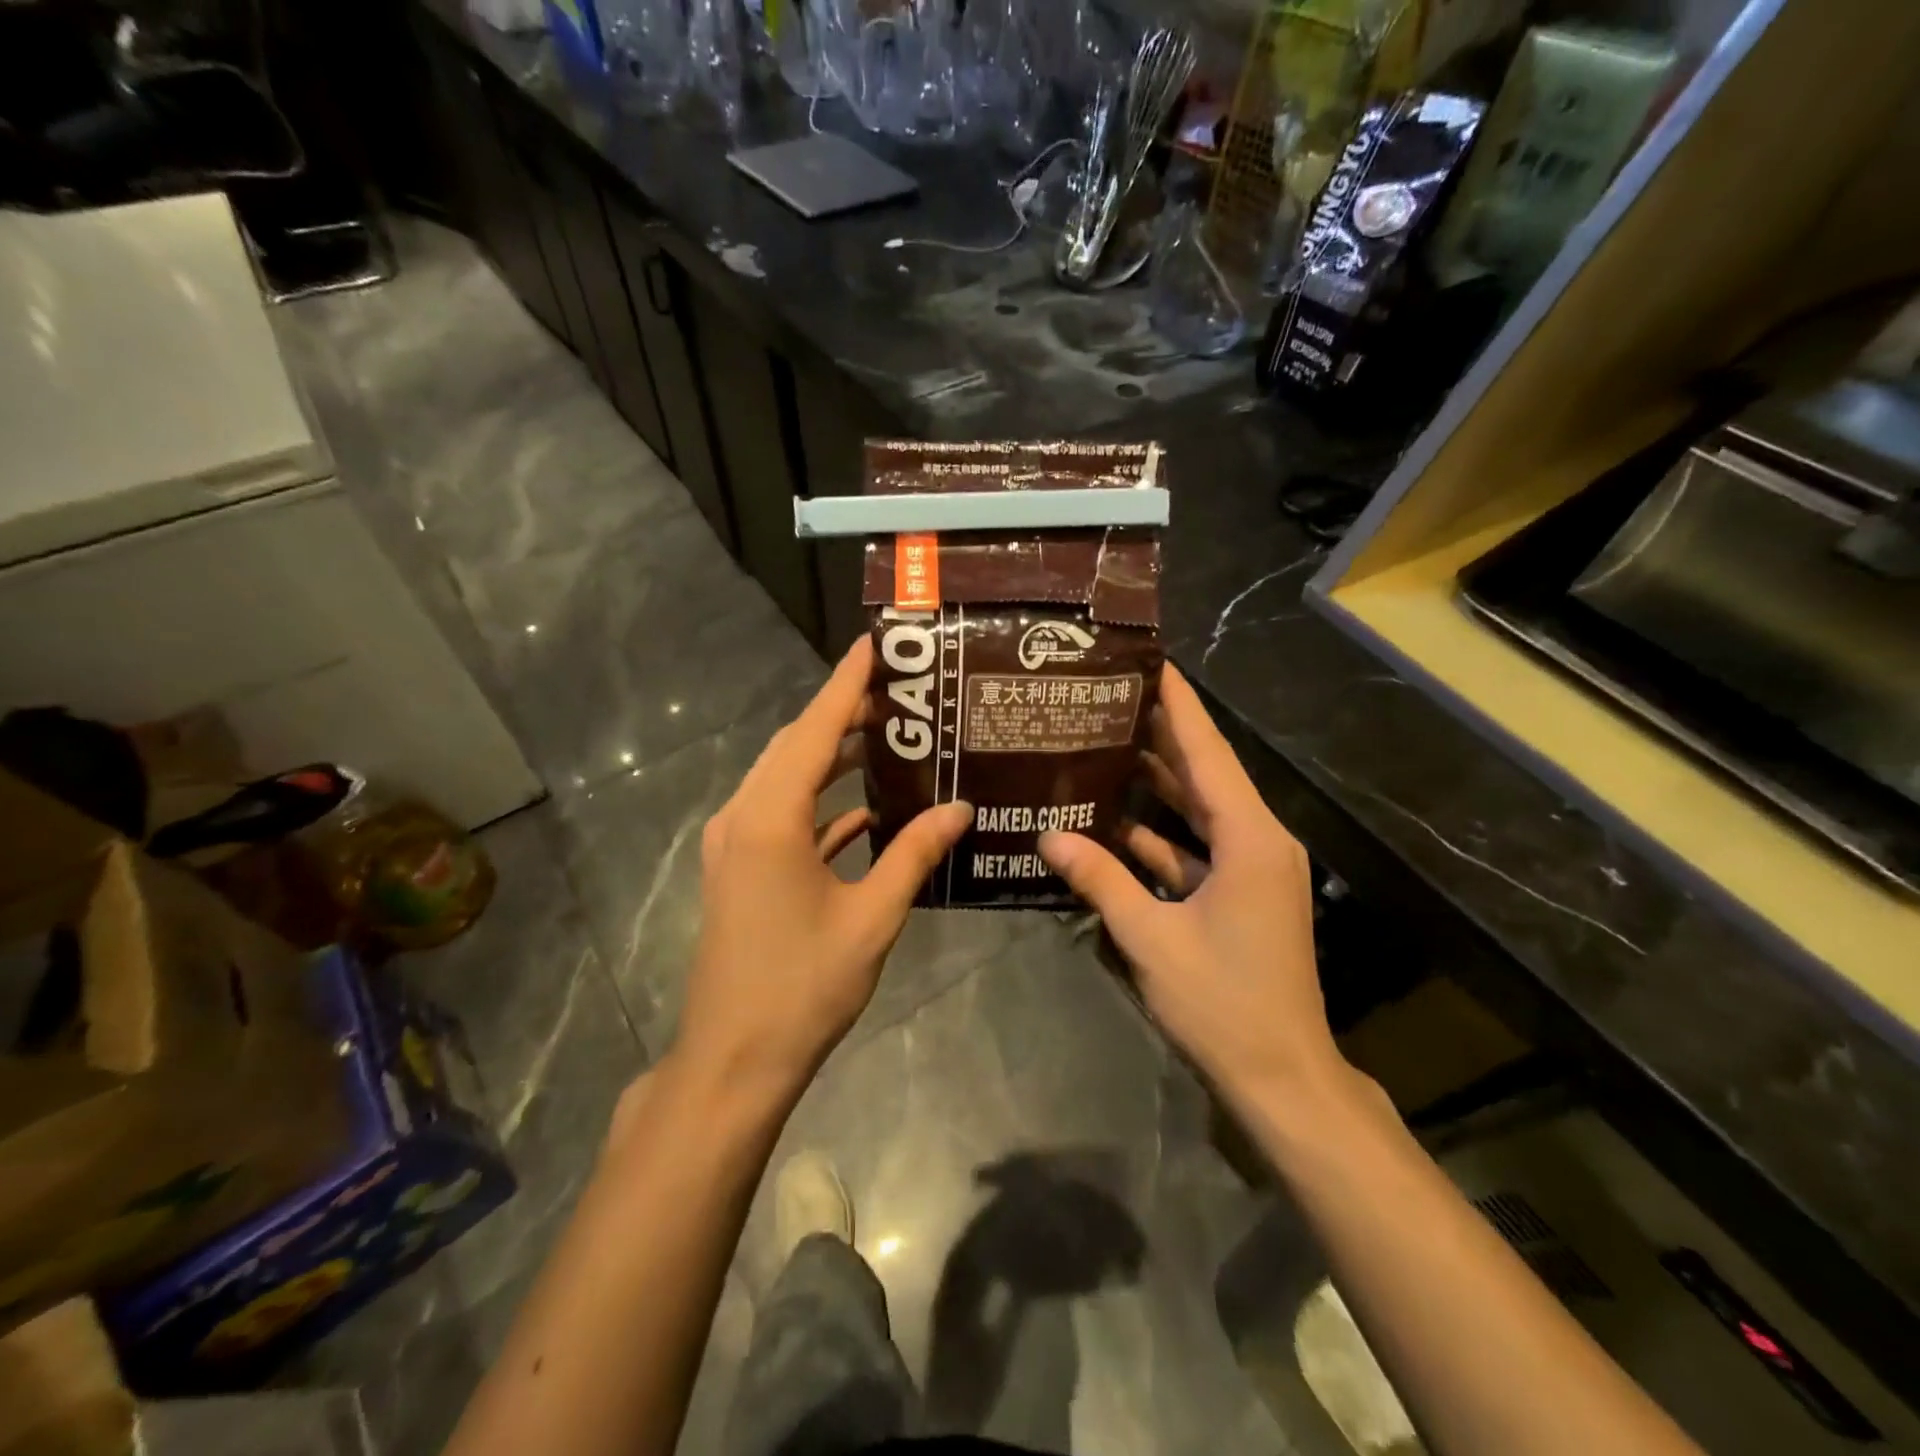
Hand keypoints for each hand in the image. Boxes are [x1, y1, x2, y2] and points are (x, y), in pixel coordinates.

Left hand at [672, 637, 970, 1101]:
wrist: (733, 1060)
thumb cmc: (803, 987)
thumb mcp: (871, 918)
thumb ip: (914, 854)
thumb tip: (960, 808)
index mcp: (770, 818)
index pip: (816, 730)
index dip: (846, 682)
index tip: (873, 643)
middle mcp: (742, 817)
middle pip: (796, 746)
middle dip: (843, 715)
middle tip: (899, 692)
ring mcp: (733, 844)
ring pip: (786, 779)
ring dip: (831, 757)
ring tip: (888, 738)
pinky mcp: (737, 869)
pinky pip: (782, 816)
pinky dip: (820, 804)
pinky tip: (863, 809)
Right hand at [1039, 664, 1341, 1102]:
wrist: (1281, 1076)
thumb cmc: (1222, 1003)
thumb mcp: (1151, 938)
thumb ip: (1100, 880)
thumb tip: (1049, 835)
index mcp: (1250, 839)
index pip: (1208, 754)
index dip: (1179, 706)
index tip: (1152, 662)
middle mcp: (1259, 841)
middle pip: (1206, 774)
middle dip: (1163, 734)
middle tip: (1113, 696)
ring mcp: (1253, 869)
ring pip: (1200, 811)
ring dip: (1159, 784)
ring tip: (1107, 744)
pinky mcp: (1241, 894)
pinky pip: (1197, 848)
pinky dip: (1161, 836)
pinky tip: (1115, 823)